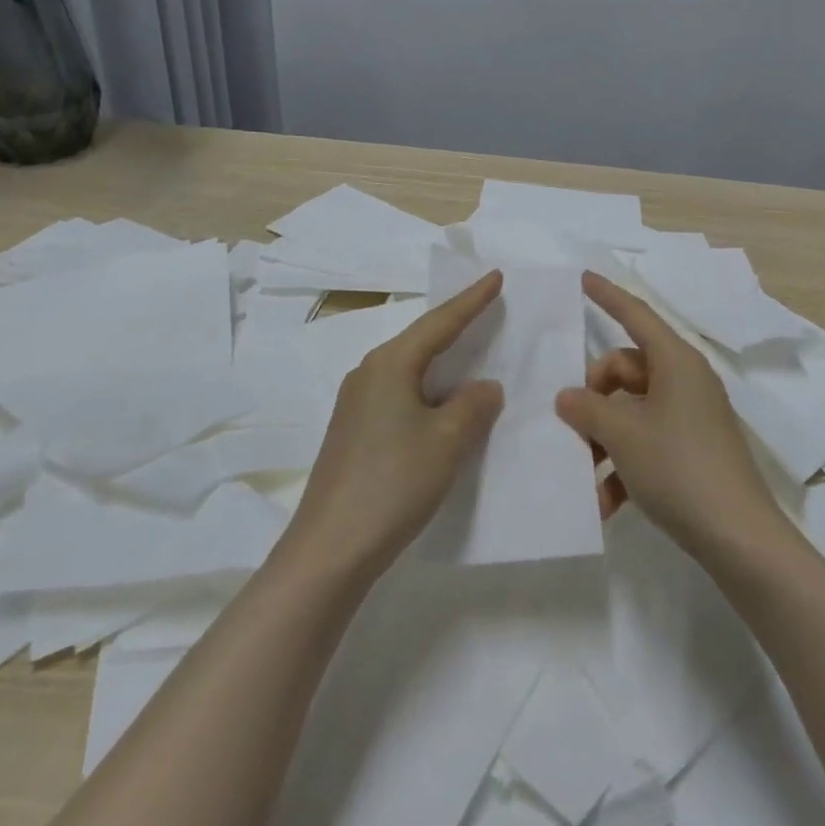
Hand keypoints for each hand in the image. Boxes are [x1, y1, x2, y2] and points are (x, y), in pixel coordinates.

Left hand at [281, 273, 505, 579]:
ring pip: (409, 369)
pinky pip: (400, 394)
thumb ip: (473, 405)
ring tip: (472, 354)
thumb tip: (484, 386)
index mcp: (390, 364)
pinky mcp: (354, 432)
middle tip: (488, 308)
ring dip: (442, 362)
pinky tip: (442, 405)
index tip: (495, 276)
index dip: (472, 300)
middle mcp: (368, 373)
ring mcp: (356, 404)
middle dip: (456, 325)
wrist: (329, 549)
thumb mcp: (447, 441)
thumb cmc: (393, 483)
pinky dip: (428, 390)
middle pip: (420, 340)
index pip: (440, 322)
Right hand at [555, 272, 783, 558]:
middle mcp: (686, 380)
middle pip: (626, 368)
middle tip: (574, 426)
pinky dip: (625, 464)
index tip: (584, 276)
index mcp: (676, 361)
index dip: (608, 295)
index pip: (636, 314)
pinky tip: (606, 503)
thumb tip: (568, 396)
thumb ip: (588, 409)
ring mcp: (692, 416)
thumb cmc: (679, 469)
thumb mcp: (624, 435)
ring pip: (633, 409)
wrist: (741, 539)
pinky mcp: (694, 449)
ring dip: (606, 438)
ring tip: (586, 475)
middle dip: (595, 395)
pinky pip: (649, 441)